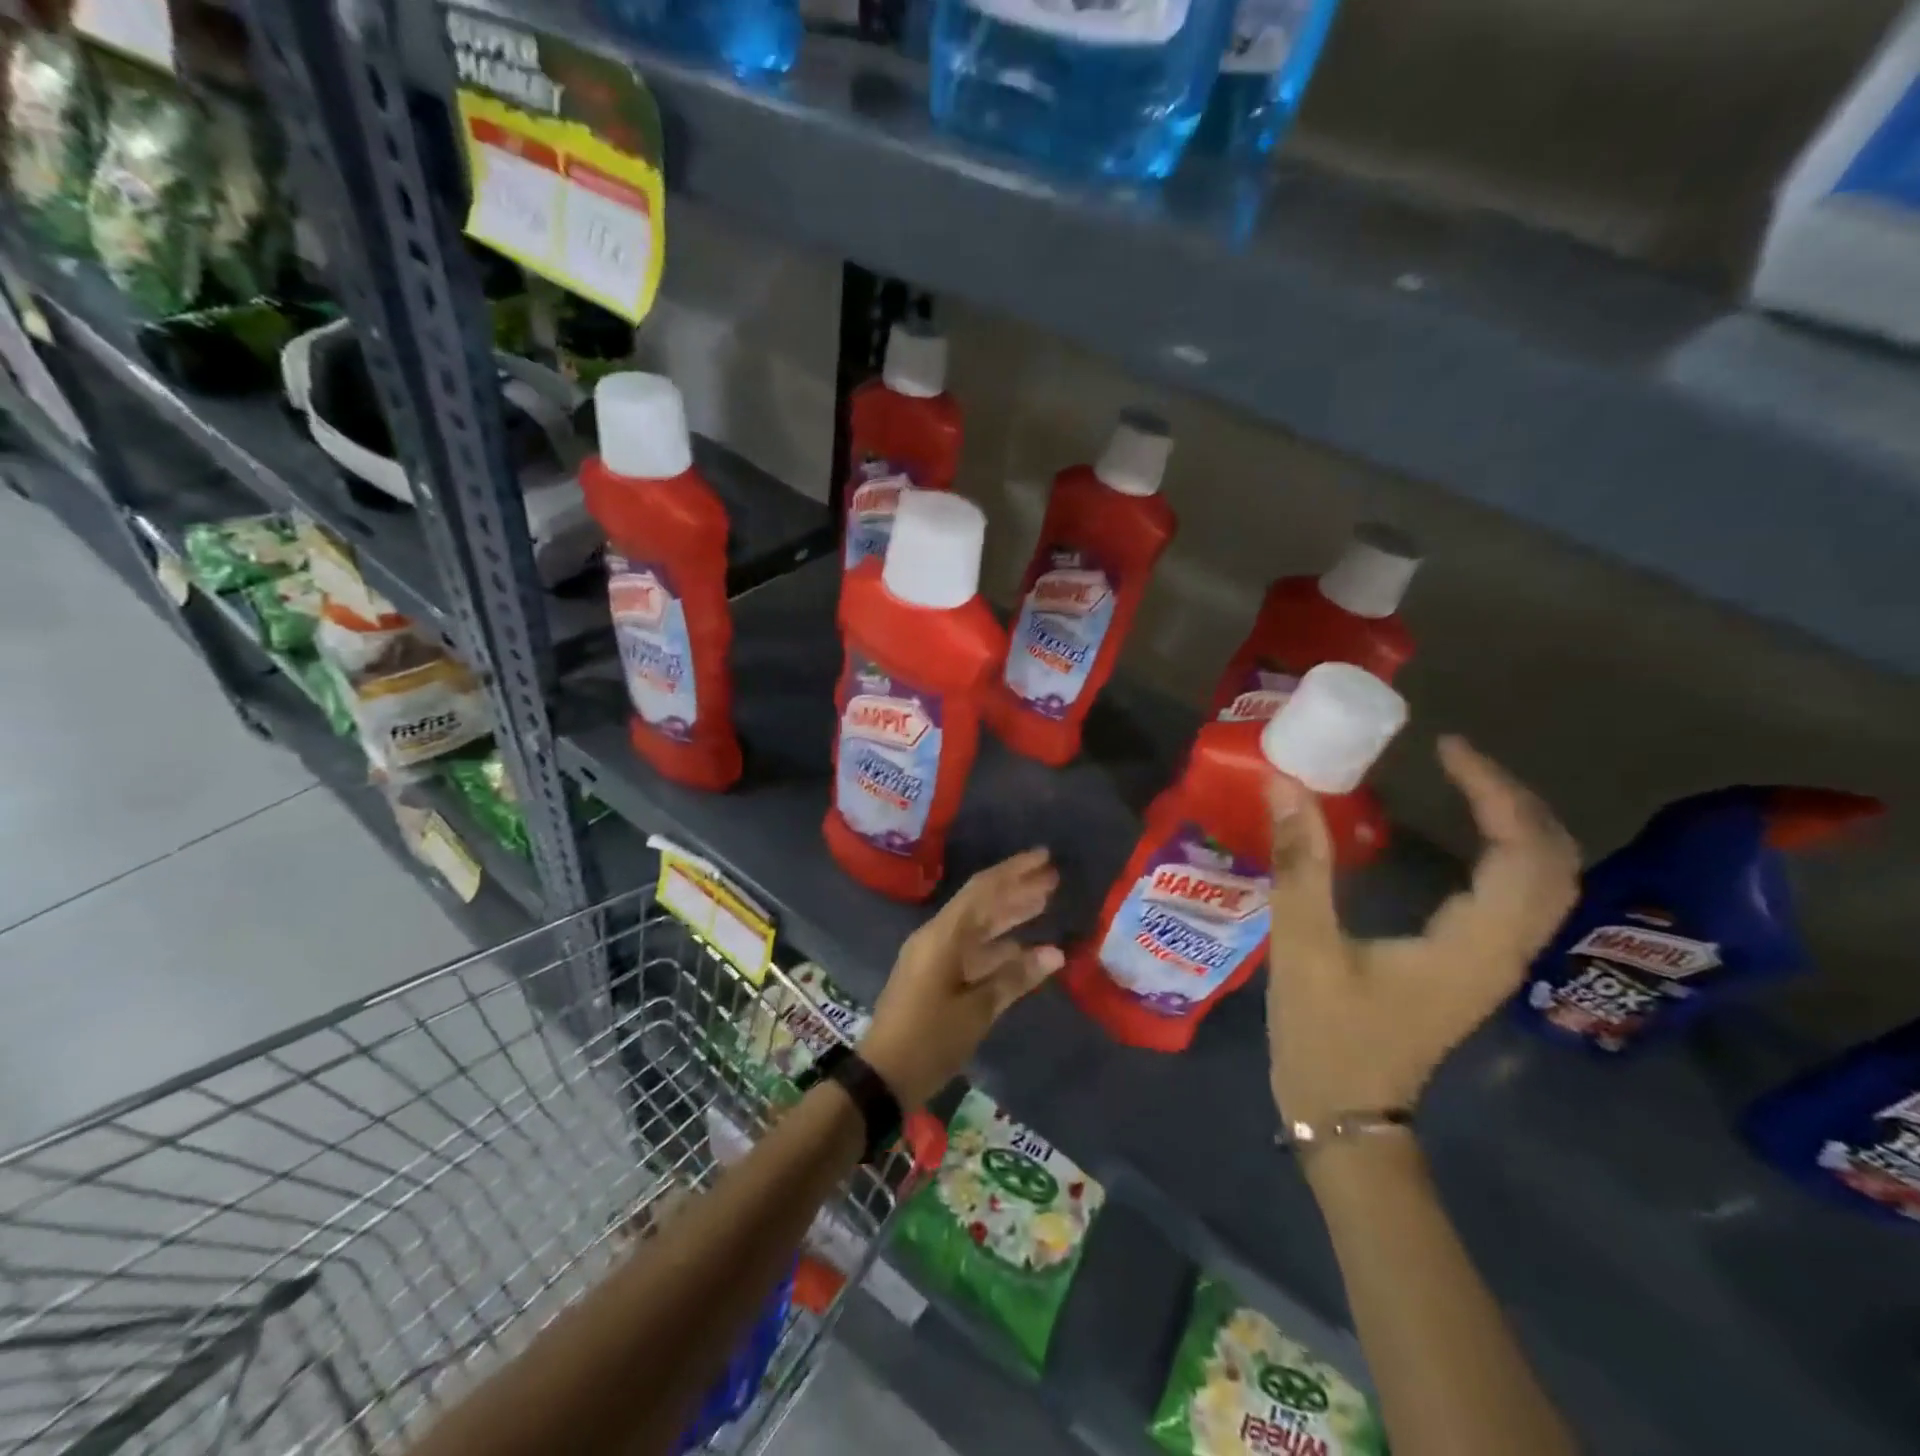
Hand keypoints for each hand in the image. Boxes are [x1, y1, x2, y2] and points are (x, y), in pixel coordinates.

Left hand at [858, 849, 1064, 1108]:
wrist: (883, 1076)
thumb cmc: (930, 1041)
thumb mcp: (977, 1011)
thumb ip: (1015, 978)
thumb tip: (1055, 953)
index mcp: (943, 936)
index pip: (983, 890)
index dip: (1015, 871)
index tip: (1044, 857)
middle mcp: (937, 936)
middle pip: (982, 903)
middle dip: (1017, 889)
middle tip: (1054, 879)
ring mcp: (934, 955)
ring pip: (979, 926)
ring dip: (1010, 914)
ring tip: (1046, 903)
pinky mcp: (935, 974)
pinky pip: (972, 949)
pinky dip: (999, 946)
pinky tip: (1026, 948)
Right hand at [1266, 736, 1579, 1131]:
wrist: (1346, 1114)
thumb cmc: (1326, 1034)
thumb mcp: (1303, 946)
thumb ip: (1299, 864)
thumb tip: (1287, 786)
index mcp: (1474, 945)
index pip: (1523, 852)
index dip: (1494, 791)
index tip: (1446, 747)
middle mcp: (1503, 950)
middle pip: (1554, 862)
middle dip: (1515, 798)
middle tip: (1458, 758)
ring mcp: (1495, 962)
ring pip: (1545, 881)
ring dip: (1518, 824)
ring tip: (1466, 783)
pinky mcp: (1475, 967)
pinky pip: (1519, 897)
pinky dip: (1506, 852)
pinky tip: (1466, 837)